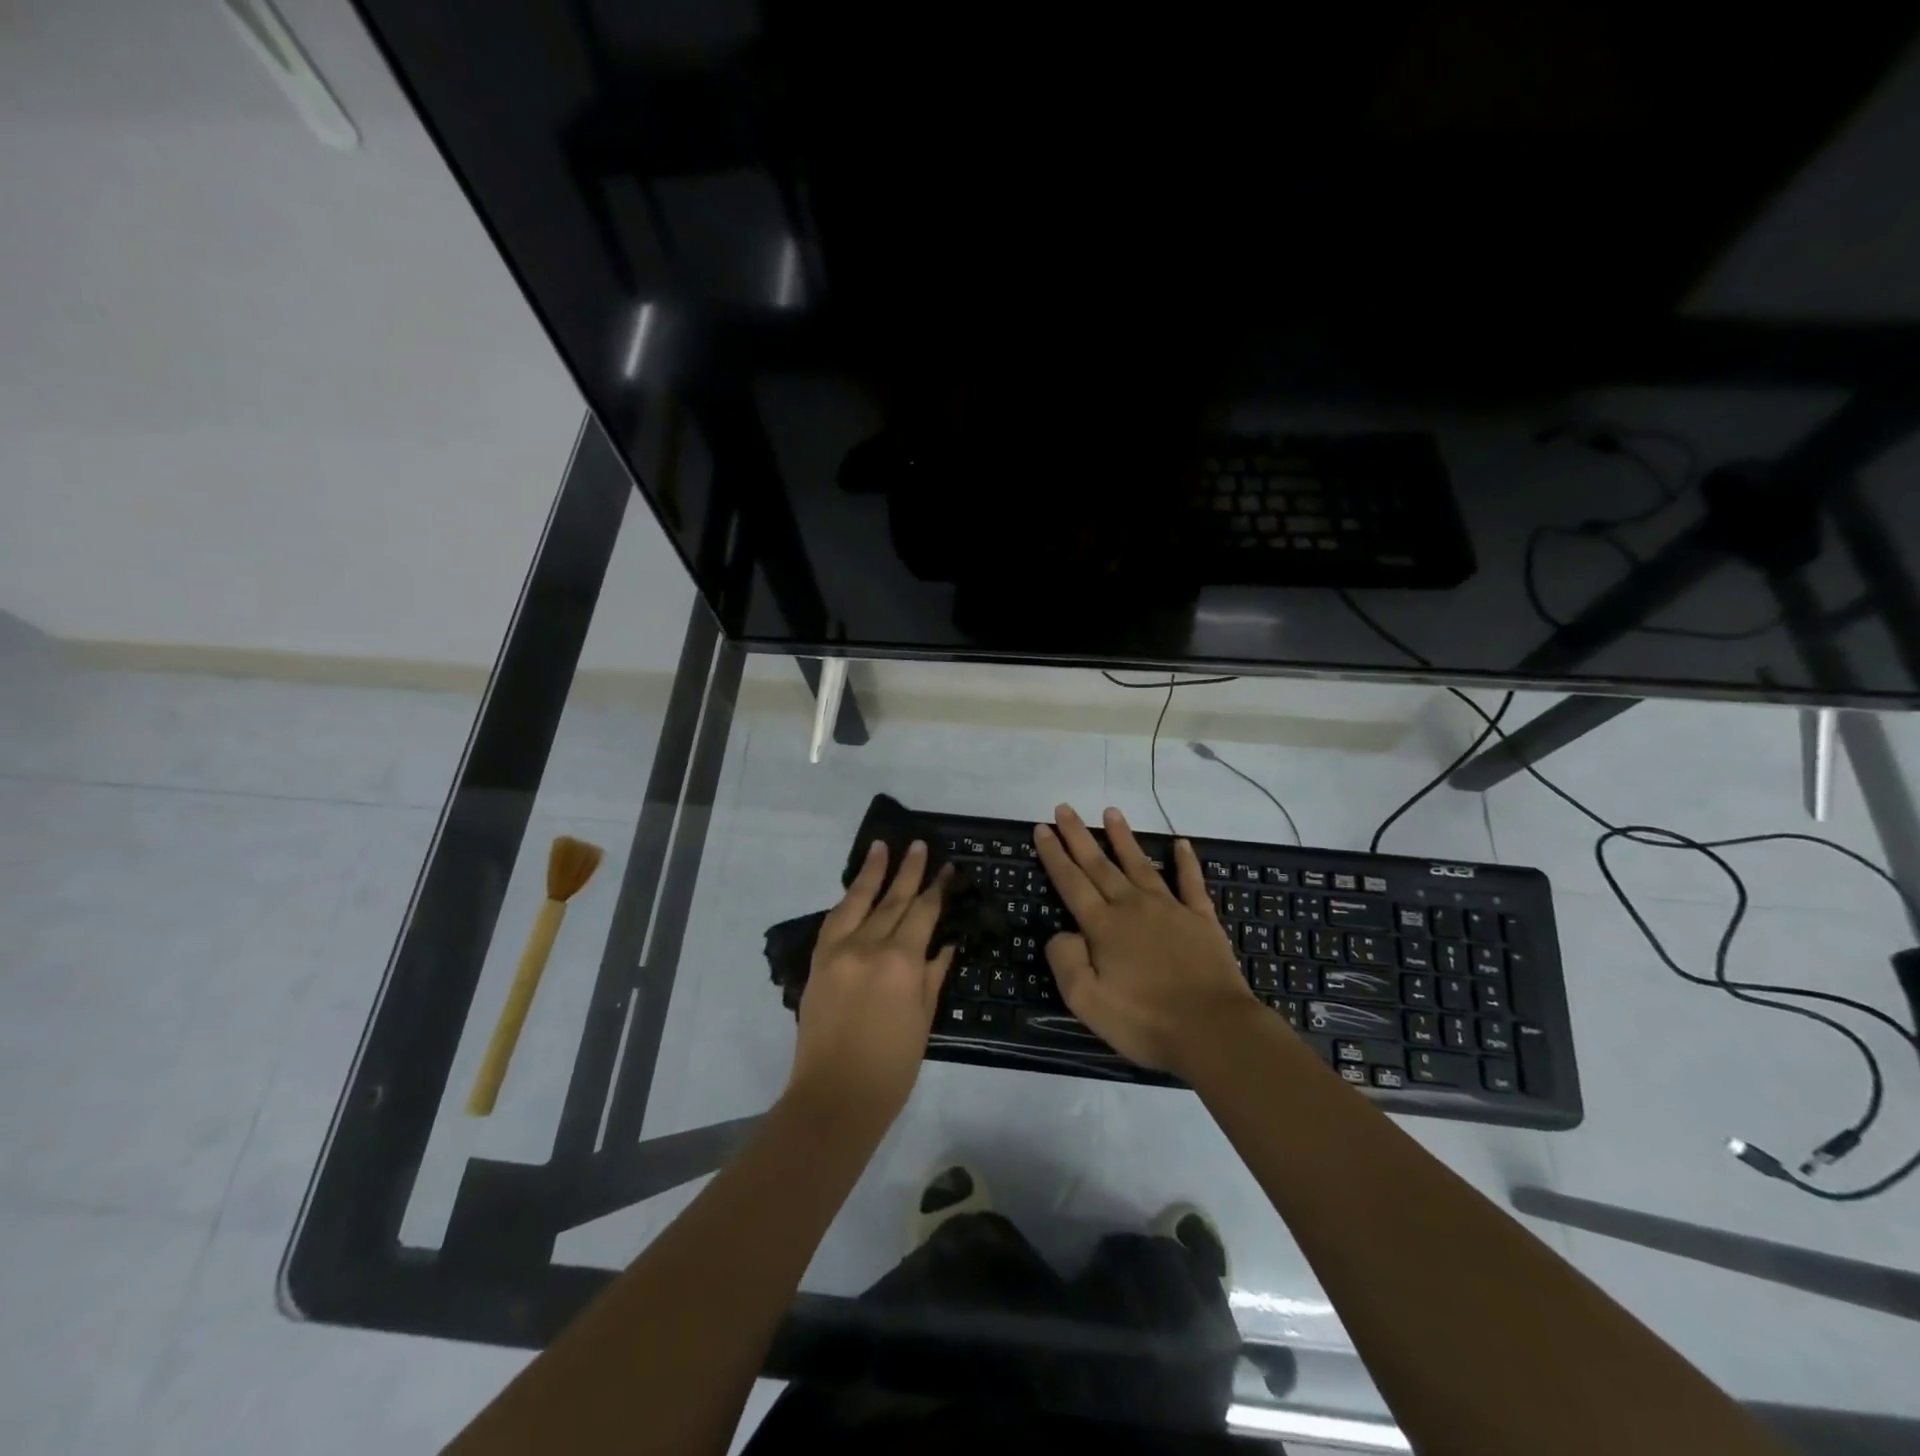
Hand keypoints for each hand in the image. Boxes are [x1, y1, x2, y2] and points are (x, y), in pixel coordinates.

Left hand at [788, 839, 953, 1122]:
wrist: (835, 1096)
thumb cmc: (892, 1066)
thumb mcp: (924, 1019)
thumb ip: (934, 974)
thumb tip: (946, 942)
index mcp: (902, 962)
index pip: (923, 913)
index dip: (937, 889)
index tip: (947, 868)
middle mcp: (869, 946)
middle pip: (893, 899)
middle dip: (909, 871)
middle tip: (919, 845)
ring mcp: (839, 950)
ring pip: (859, 900)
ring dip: (873, 872)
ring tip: (883, 846)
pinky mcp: (818, 961)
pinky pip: (834, 920)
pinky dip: (847, 900)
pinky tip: (856, 888)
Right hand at [1035, 805, 1260, 1076]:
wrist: (1213, 1030)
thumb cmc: (1145, 1021)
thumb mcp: (1087, 1002)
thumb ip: (1066, 961)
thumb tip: (1061, 933)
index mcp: (1103, 926)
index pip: (1071, 882)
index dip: (1054, 855)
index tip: (1043, 828)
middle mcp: (1133, 907)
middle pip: (1100, 864)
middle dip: (1079, 836)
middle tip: (1065, 808)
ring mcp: (1170, 909)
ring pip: (1140, 864)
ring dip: (1123, 837)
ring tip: (1111, 811)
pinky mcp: (1201, 919)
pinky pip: (1191, 882)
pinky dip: (1186, 861)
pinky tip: (1181, 843)